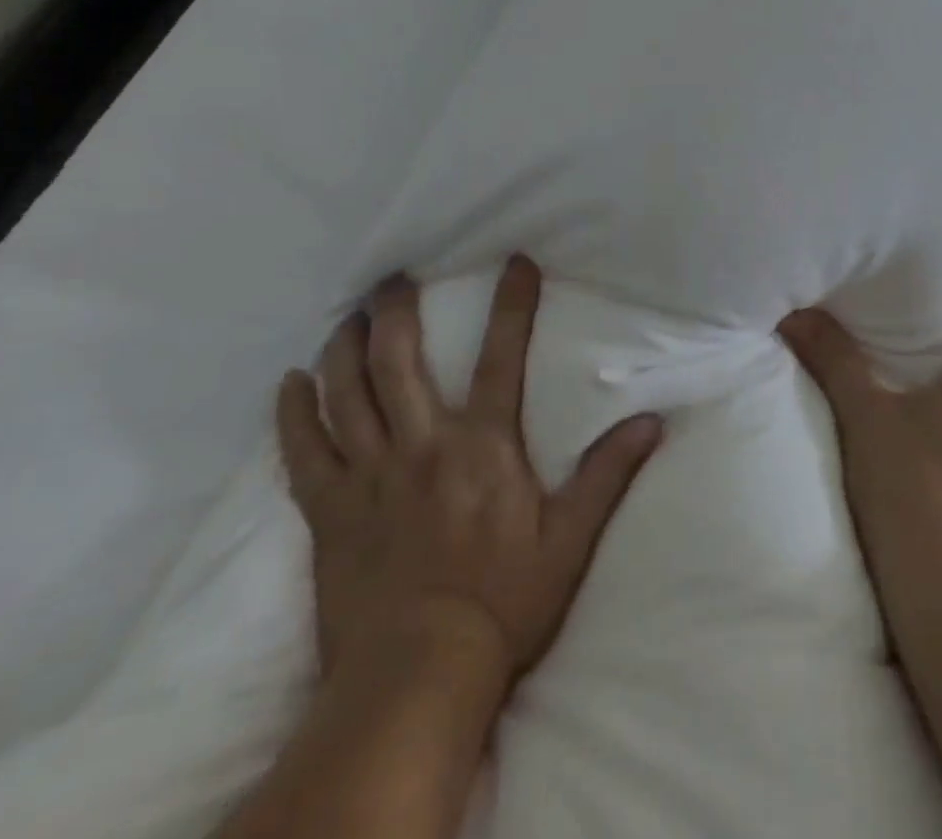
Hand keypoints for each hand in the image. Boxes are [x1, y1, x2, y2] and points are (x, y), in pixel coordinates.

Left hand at [277, 256, 663, 704]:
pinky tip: (289, 384)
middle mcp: (422, 445)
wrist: (418, 680)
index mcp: (483, 446)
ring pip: (346, 393)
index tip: (516, 262)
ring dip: (343, 348)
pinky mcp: (328, 512)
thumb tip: (652, 422)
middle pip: (399, 361)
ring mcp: (369, 476)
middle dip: (395, 311)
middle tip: (393, 280)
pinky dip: (293, 414)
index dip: (513, 304)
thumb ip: (608, 474)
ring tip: (347, 317)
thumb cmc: (503, 604)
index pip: (504, 356)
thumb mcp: (570, 540)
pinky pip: (302, 452)